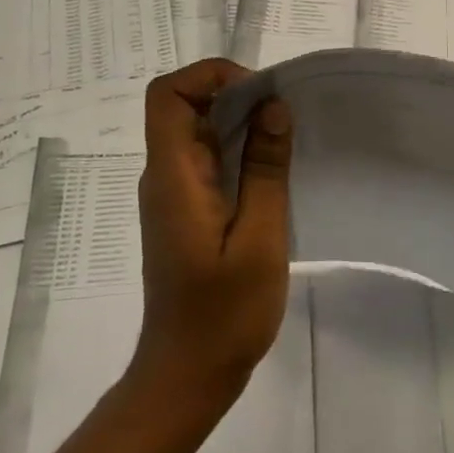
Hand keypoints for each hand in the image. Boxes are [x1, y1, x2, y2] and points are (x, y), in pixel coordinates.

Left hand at [131, 60, 293, 409]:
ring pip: (199, 133)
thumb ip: (265, 169)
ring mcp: (174, 195)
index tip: (260, 94)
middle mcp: (165, 177)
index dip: (210, 76)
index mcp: (174, 177)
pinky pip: (209, 161)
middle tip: (286, 115)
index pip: (168, 95)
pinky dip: (240, 151)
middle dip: (236, 96)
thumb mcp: (259, 238)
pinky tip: (275, 171)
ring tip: (288, 139)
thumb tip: (273, 107)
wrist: (188, 375)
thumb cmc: (224, 313)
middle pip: (186, 107)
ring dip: (242, 124)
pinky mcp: (187, 212)